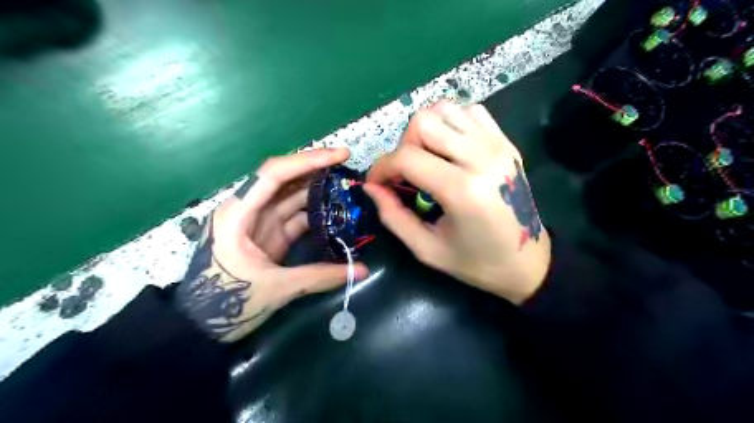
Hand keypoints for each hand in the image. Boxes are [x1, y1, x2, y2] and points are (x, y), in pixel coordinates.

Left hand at [174, 148, 368, 341]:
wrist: (200, 327)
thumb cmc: (226, 304)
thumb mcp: (276, 288)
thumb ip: (321, 277)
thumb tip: (361, 271)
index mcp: (238, 214)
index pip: (274, 174)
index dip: (308, 160)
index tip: (340, 154)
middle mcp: (248, 210)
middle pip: (284, 179)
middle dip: (316, 170)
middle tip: (348, 167)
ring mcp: (259, 223)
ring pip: (292, 197)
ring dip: (318, 191)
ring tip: (348, 187)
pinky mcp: (268, 236)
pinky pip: (295, 217)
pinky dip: (315, 214)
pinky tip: (336, 213)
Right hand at [367, 103, 551, 302]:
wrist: (529, 261)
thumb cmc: (477, 263)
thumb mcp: (427, 249)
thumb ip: (393, 216)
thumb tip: (371, 187)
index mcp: (462, 190)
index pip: (407, 157)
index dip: (382, 168)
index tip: (376, 183)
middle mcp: (481, 157)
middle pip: (424, 121)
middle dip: (403, 145)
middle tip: (405, 172)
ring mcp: (497, 145)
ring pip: (445, 109)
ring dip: (426, 130)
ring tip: (427, 158)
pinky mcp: (506, 142)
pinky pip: (470, 112)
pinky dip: (451, 123)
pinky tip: (450, 149)